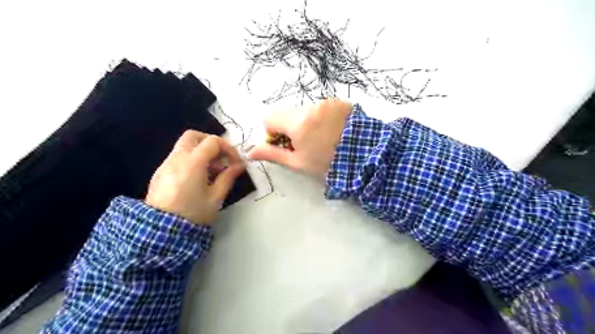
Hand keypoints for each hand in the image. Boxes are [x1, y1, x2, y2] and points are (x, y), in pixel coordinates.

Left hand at [145, 129, 244, 223]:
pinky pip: (177, 157)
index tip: (235, 162)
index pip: (212, 142)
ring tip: (211, 171)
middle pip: (193, 136)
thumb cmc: (193, 214)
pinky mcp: (160, 172)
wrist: (161, 232)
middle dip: (210, 142)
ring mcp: (166, 164)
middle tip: (221, 157)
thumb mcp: (216, 197)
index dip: (228, 148)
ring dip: (201, 151)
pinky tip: (197, 177)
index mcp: (193, 163)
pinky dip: (190, 159)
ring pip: (184, 146)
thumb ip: (229, 177)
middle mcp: (177, 158)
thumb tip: (241, 165)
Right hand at [248, 98, 349, 177]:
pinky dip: (320, 119)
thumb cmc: (328, 164)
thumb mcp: (298, 163)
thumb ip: (272, 154)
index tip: (286, 145)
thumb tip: (250, 151)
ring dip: (306, 123)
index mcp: (298, 122)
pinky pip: (321, 108)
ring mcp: (327, 102)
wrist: (366, 157)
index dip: (273, 133)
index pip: (270, 118)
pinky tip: (333, 132)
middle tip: (305, 144)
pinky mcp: (340, 102)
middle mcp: (311, 107)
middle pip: (288, 113)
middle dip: (290, 128)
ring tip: (322, 139)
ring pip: (304, 111)